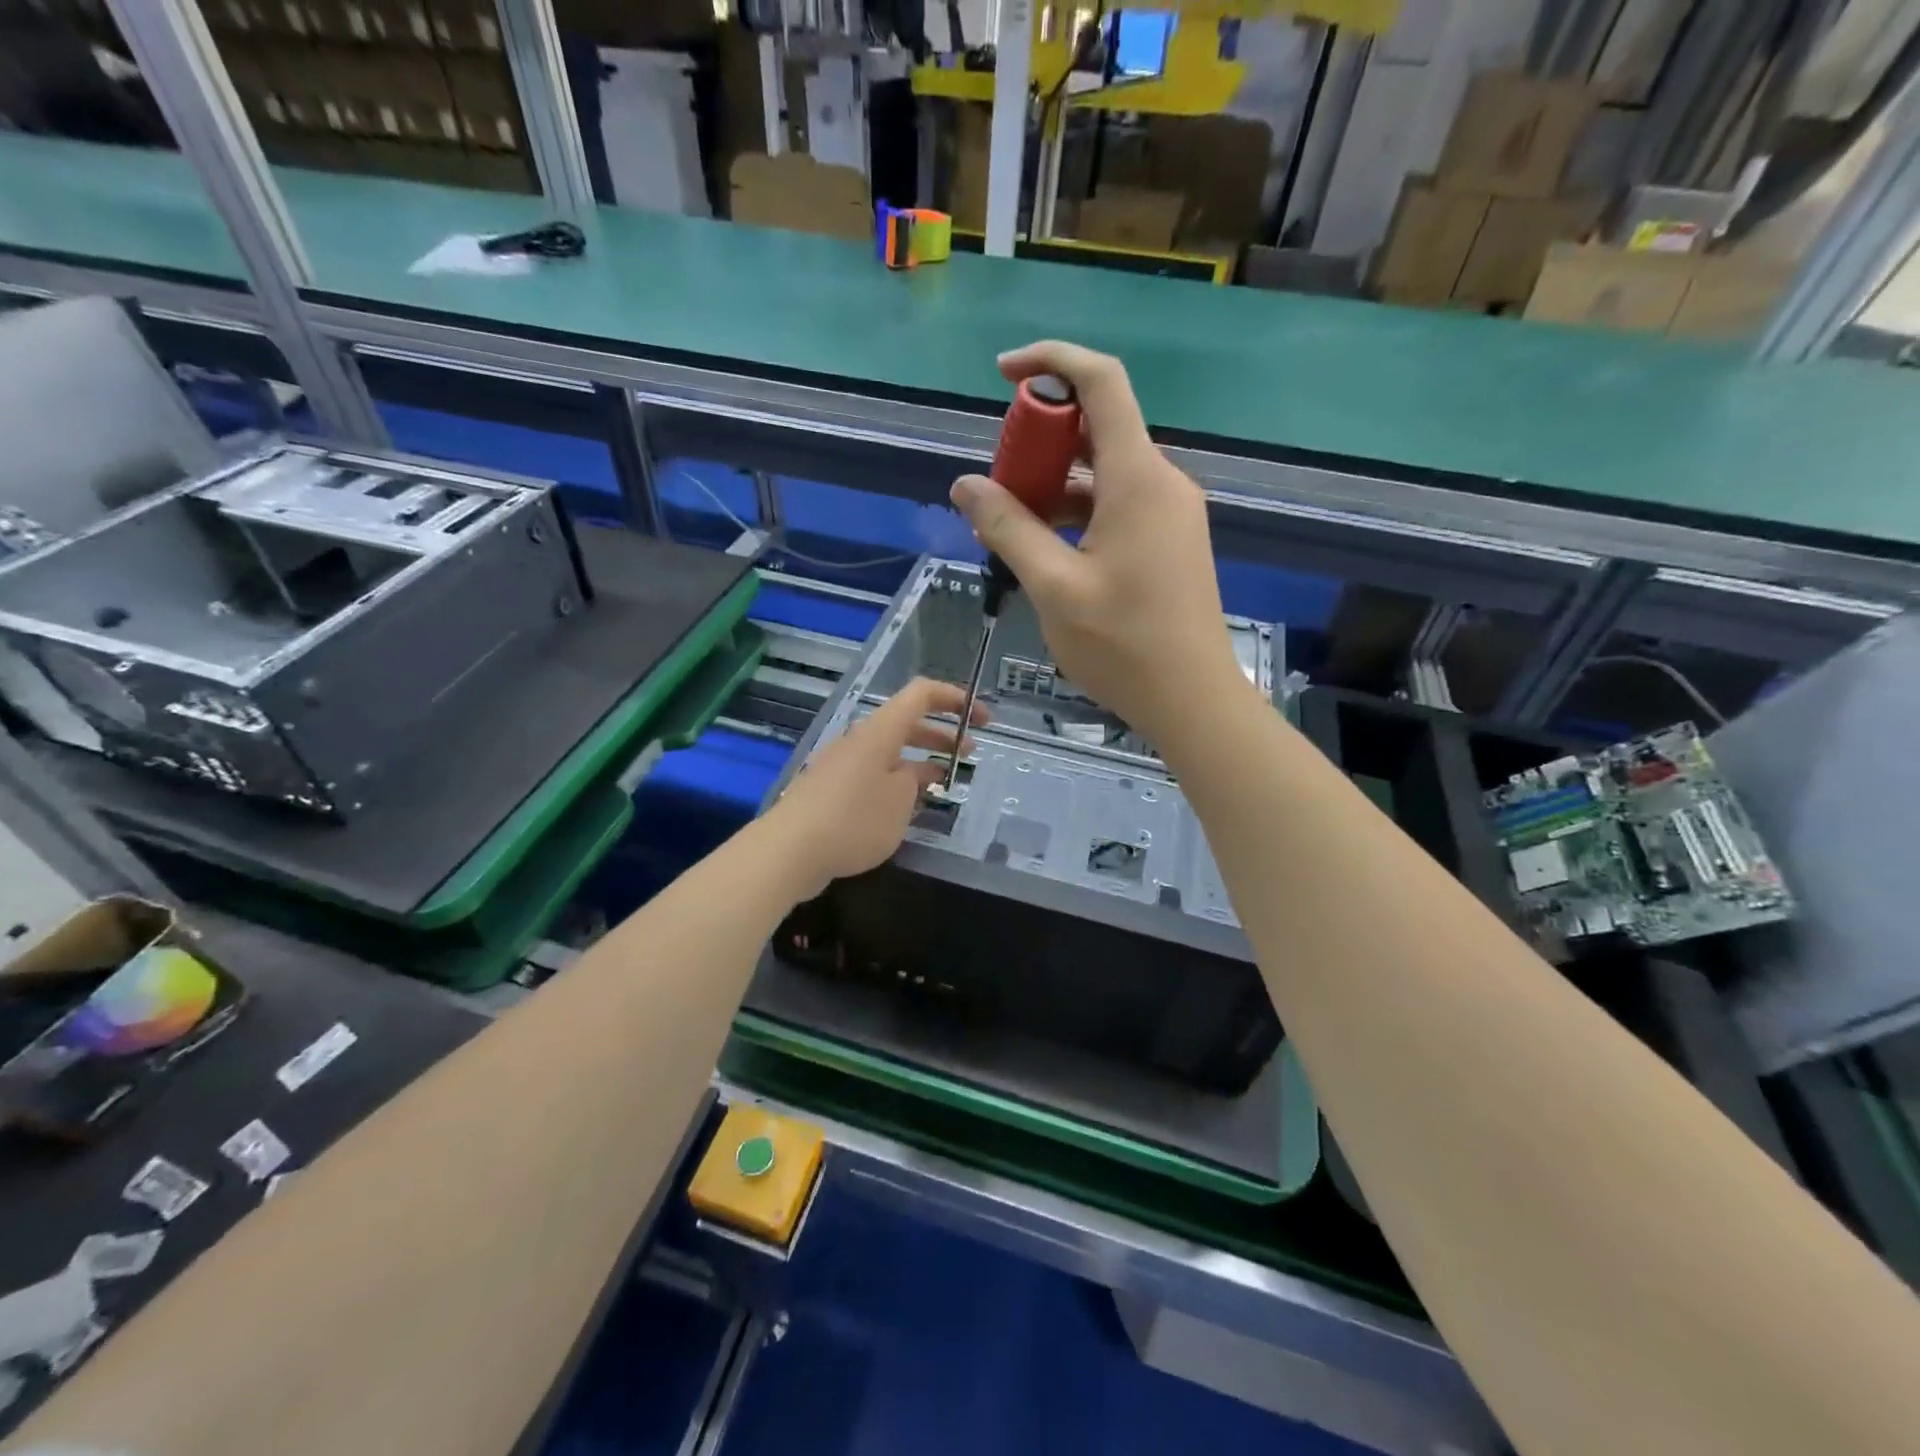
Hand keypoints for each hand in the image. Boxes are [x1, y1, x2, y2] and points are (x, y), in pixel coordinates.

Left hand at [769, 677, 987, 897]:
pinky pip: (873, 774)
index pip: (921, 694)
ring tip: (944, 781)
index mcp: (880, 731)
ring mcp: (843, 764)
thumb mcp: (899, 801)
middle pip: (907, 723)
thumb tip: (914, 774)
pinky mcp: (831, 789)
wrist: (789, 850)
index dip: (954, 698)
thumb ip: (915, 781)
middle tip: (970, 752)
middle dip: (942, 734)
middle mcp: (860, 740)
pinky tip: (908, 807)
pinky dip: (897, 781)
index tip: (983, 717)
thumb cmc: (853, 820)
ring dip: (920, 760)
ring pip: (890, 751)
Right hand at [948, 341, 1246, 750]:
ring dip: (1053, 485)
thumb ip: (1008, 528)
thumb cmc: (1123, 645)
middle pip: (1096, 428)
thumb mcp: (1053, 586)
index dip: (1051, 362)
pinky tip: (1044, 549)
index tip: (1003, 375)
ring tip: (1008, 527)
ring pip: (1103, 472)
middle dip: (1039, 441)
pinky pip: (1117, 504)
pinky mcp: (1169, 539)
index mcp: (1138, 478)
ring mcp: (1169, 512)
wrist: (1192, 700)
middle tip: (996, 486)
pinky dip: (1076, 512)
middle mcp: (1161, 481)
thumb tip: (965, 485)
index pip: (1101, 382)